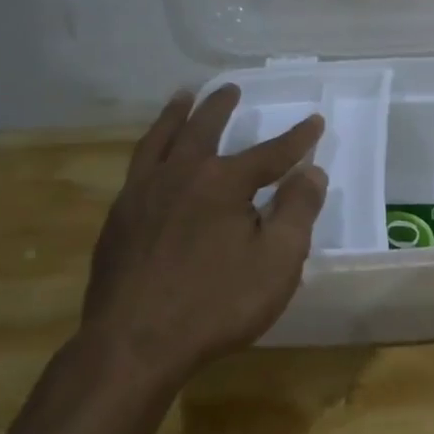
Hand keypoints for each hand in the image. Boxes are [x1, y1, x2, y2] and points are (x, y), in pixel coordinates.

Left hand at [80, 85, 326, 384]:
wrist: (133, 345)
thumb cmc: (216, 304)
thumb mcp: (277, 261)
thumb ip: (297, 211)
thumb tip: (311, 171)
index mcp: (223, 183)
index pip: (270, 153)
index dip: (297, 138)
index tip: (315, 122)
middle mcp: (180, 175)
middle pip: (203, 129)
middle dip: (221, 107)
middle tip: (230, 88)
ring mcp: (142, 195)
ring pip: (159, 140)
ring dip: (174, 115)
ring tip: (182, 97)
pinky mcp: (118, 220)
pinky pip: (137, 168)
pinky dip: (150, 149)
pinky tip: (152, 159)